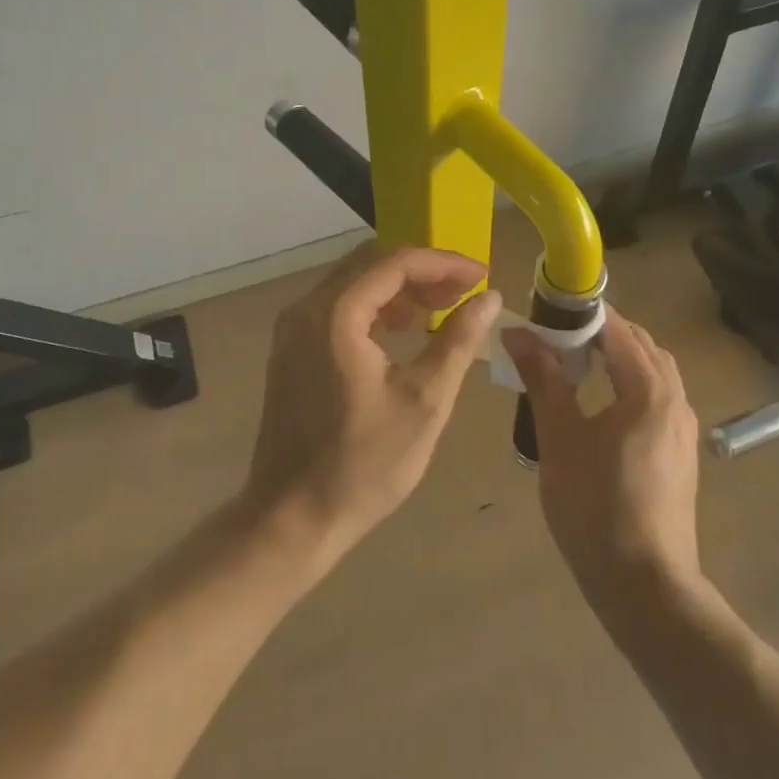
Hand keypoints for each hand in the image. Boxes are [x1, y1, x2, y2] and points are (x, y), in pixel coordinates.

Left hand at [244, 244, 501, 564]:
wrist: (292, 517)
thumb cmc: (364, 464)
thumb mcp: (424, 402)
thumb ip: (457, 341)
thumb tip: (488, 299)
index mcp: (335, 314)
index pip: (395, 262)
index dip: (444, 262)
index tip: (482, 277)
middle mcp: (305, 308)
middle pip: (371, 264)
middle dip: (422, 271)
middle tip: (465, 293)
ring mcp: (292, 329)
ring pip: (353, 283)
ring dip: (399, 288)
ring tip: (441, 309)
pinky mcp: (291, 349)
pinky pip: (338, 307)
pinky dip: (375, 308)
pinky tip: (403, 330)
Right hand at [504, 307, 701, 603]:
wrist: (645, 586)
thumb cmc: (596, 506)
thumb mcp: (559, 437)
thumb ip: (543, 379)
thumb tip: (518, 332)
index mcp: (649, 390)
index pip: (618, 329)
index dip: (582, 314)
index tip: (545, 310)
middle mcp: (675, 401)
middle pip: (641, 346)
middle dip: (601, 332)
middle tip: (556, 336)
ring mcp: (683, 430)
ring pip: (653, 373)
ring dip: (618, 357)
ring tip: (575, 366)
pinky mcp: (681, 455)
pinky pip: (656, 399)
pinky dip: (629, 384)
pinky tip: (600, 406)